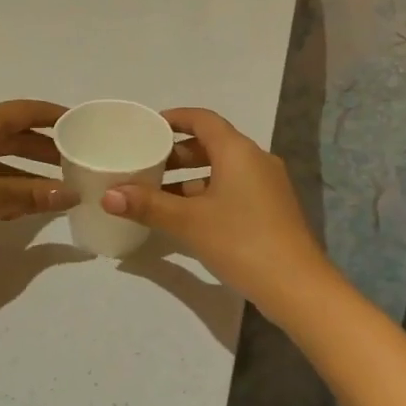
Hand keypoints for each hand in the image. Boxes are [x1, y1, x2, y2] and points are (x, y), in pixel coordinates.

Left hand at [0, 100, 77, 253]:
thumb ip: (32, 195)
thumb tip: (72, 193)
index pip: (28, 111)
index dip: (56, 116)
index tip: (83, 124)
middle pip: (16, 134)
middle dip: (46, 148)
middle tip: (76, 162)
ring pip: (0, 156)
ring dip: (26, 171)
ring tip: (54, 189)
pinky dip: (4, 185)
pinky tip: (17, 208)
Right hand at [102, 108, 336, 320]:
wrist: (297, 286)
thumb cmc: (241, 241)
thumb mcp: (188, 222)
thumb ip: (148, 205)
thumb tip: (108, 196)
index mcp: (238, 151)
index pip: (203, 119)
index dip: (175, 118)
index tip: (147, 126)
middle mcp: (255, 159)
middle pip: (212, 143)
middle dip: (177, 152)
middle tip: (146, 162)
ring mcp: (267, 185)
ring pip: (222, 168)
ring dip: (191, 176)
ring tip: (157, 191)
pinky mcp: (271, 209)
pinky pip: (233, 187)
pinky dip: (207, 192)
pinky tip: (186, 215)